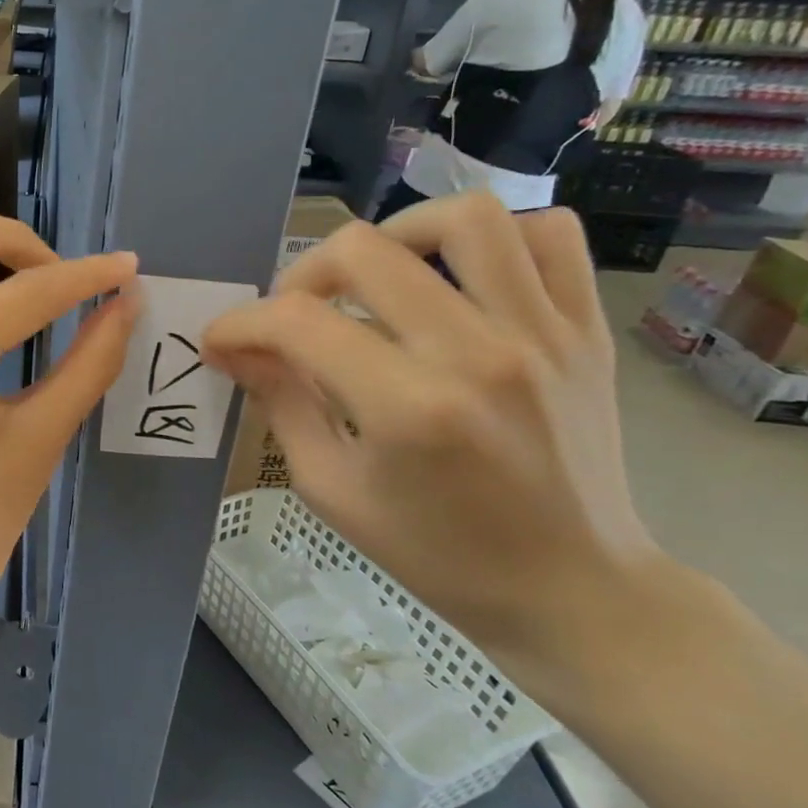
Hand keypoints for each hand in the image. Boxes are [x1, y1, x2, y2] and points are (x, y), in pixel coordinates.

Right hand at [201, 192, 666, 711]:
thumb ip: (281, 405)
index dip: (241, 323)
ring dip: (397, 232)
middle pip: (364, 251)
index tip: (221, 340)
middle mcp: (478, 354)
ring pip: (466, 218)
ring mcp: (544, 334)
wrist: (572, 589)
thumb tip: (236, 349)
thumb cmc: (439, 554)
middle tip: (293, 312)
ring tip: (377, 273)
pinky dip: (497, 237)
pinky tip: (459, 276)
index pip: (298, 323)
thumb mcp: (333, 491)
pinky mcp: (586, 330)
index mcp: (408, 409)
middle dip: (302, 274)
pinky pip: (550, 235)